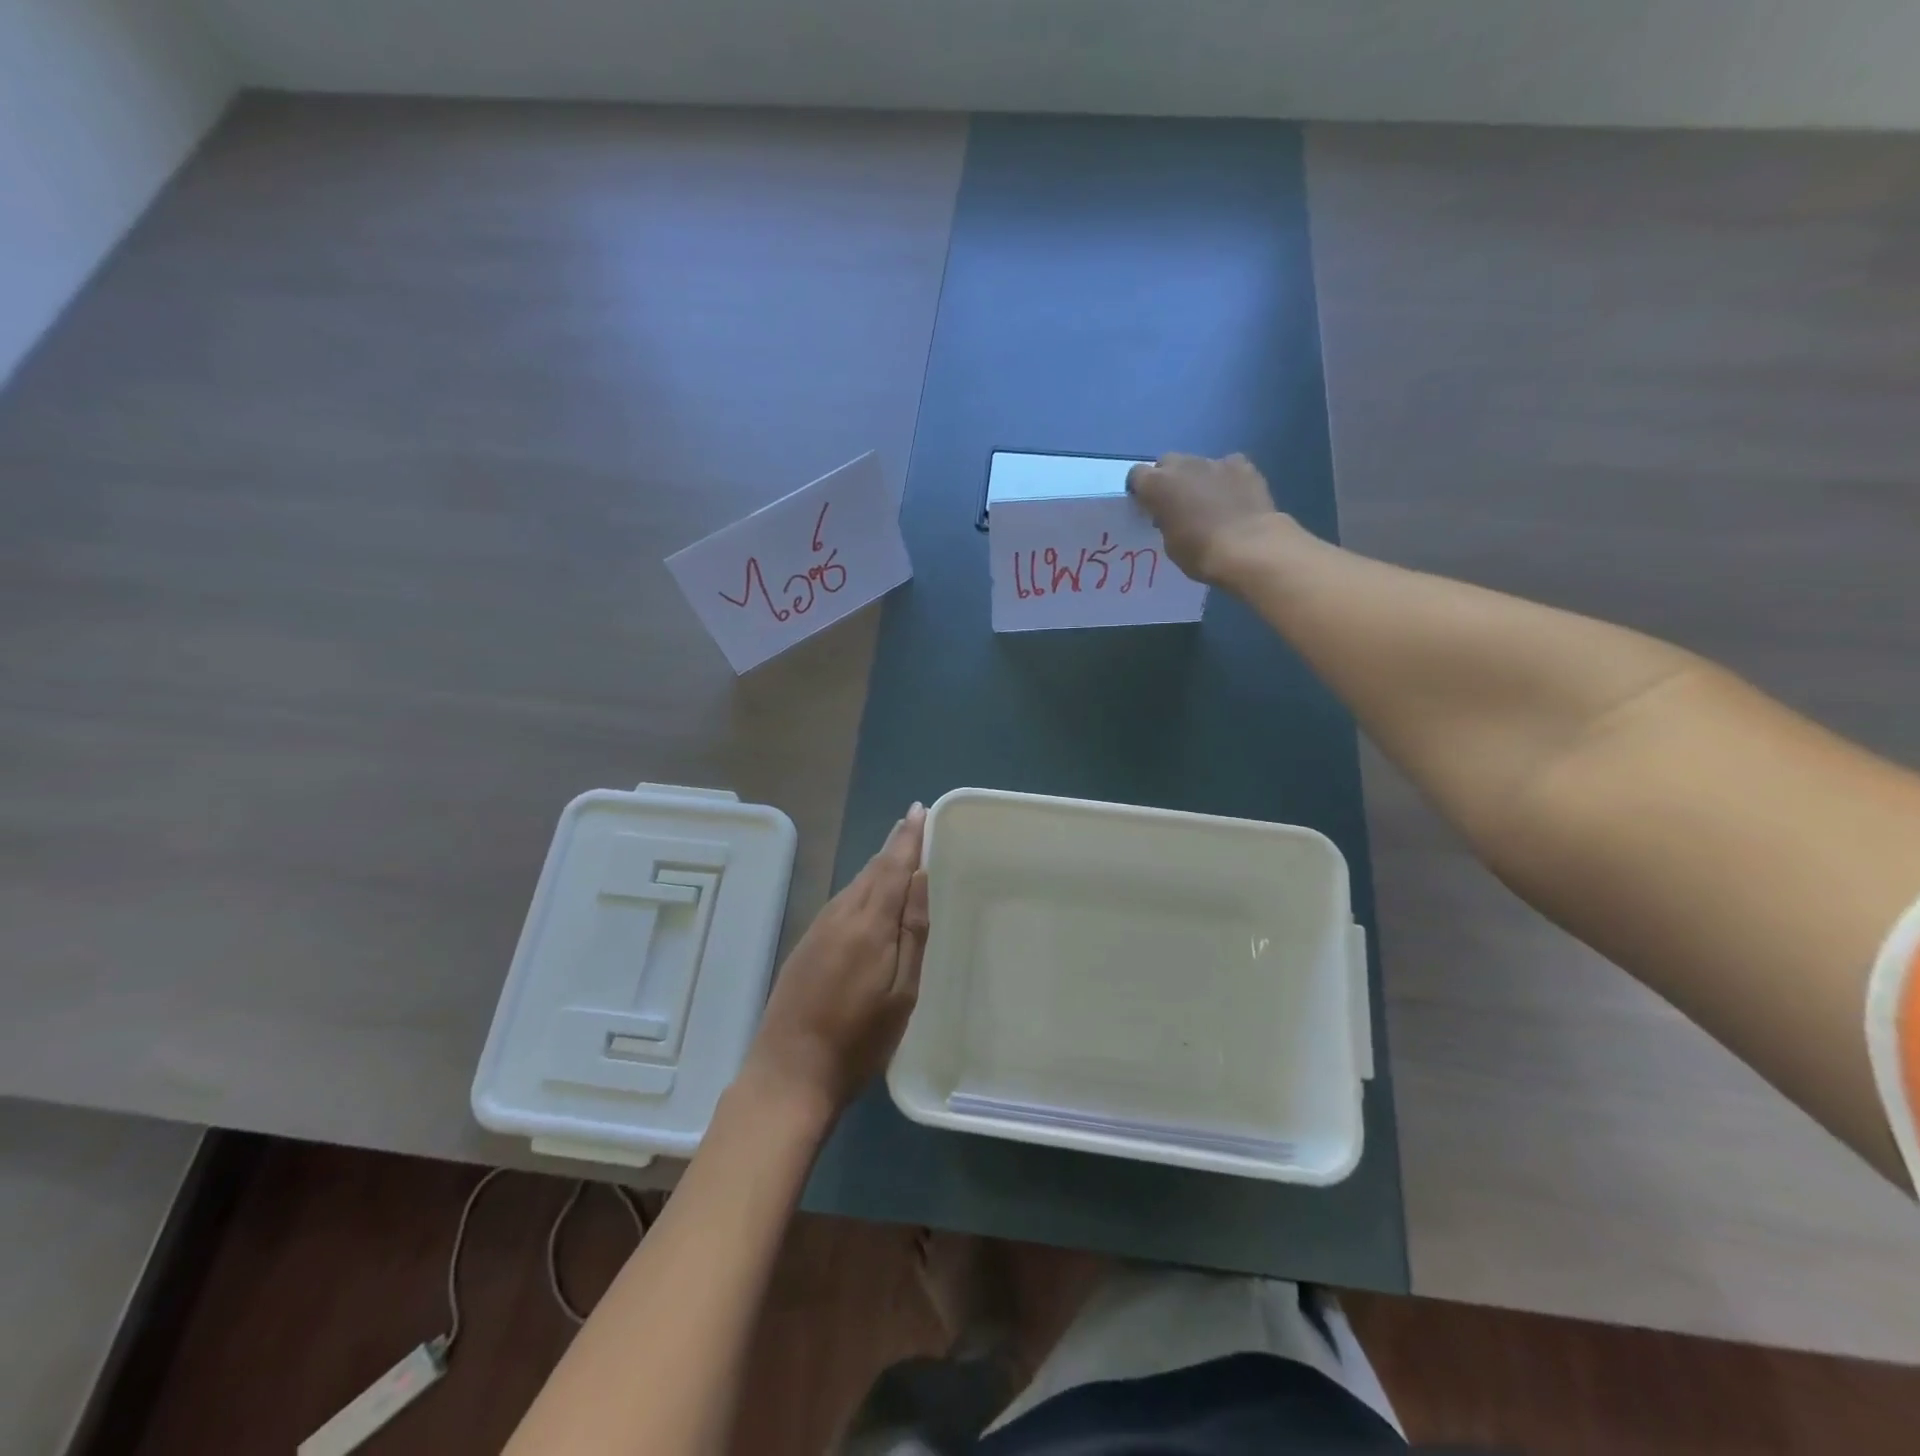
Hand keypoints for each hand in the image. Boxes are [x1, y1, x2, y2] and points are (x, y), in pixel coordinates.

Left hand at [742, 804, 929, 1119]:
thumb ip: (912, 932)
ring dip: (878, 865)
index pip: (893, 867)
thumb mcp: (902, 993)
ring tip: (898, 851)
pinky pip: (841, 902)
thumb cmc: (859, 1042)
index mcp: (869, 924)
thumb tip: (920, 877)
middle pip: (872, 870)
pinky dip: (861, 887)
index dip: (908, 838)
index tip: (920, 811)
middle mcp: (840, 916)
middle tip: (914, 824)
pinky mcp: (805, 945)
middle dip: (894, 845)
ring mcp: (818, 930)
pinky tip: (869, 894)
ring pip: (855, 885)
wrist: (788, 1074)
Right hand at [1126, 452, 1289, 585]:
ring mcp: (1214, 462)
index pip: (1137, 475)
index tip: (1147, 507)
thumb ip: (1164, 520)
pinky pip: (1227, 465)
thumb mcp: (1169, 543)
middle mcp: (1182, 465)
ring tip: (1208, 502)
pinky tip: (1233, 496)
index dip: (1140, 490)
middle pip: (1167, 462)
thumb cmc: (1200, 553)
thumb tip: (1171, 514)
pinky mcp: (1242, 465)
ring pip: (1197, 463)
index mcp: (1157, 485)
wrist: (1249, 548)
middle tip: (1176, 503)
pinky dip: (1226, 478)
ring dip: (1197, 478)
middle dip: (1168, 479)